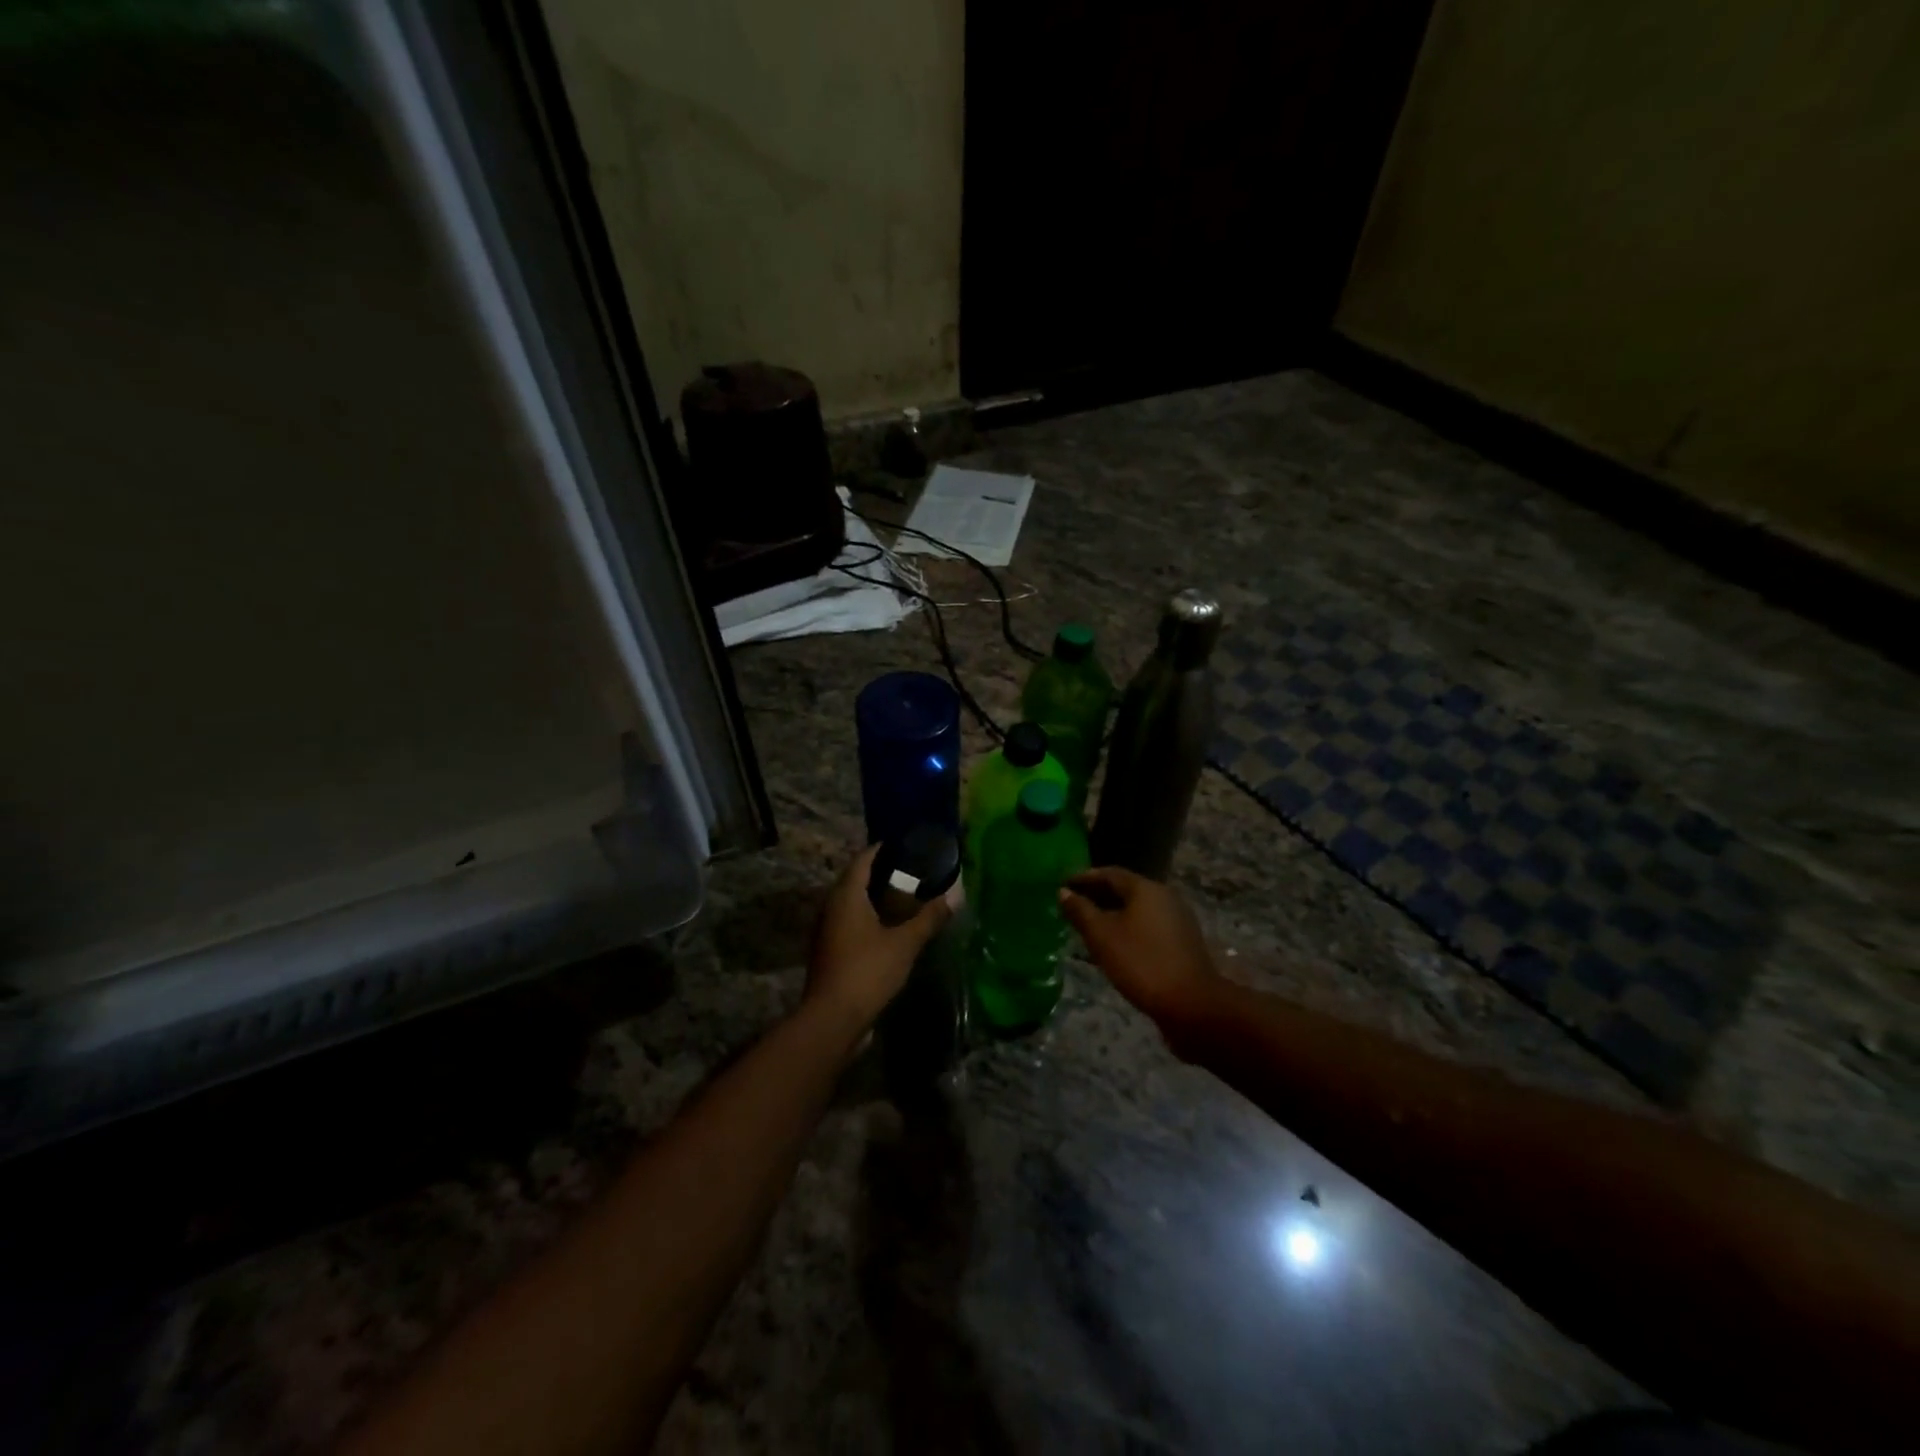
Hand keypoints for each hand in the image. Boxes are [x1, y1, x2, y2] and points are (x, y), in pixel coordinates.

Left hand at [806, 846, 951, 1031]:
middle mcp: (831, 907)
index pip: (862, 860)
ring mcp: (827, 930)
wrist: (832, 1018)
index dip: (881, 850)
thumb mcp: (904, 943)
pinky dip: (869, 917)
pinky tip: (889, 927)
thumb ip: (928, 919)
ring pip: (851, 903)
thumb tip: (953, 898)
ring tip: (904, 897)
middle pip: (855, 880)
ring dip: (874, 897)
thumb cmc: (867, 971)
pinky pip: (850, 922)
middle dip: (880, 873)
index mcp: (846, 896)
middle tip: (911, 871)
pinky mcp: (829, 951)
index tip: (903, 845)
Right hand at [1060, 867, 1221, 1032]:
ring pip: (1138, 908)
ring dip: (1113, 912)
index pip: (1109, 873)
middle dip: (1098, 895)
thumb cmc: (1141, 963)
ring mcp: (1178, 919)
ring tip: (1089, 925)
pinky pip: (1148, 924)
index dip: (1084, 878)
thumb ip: (1081, 911)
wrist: (1191, 1004)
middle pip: (1126, 888)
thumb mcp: (1102, 936)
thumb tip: (1064, 892)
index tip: (1063, 885)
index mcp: (1146, 889)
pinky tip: (1115, 943)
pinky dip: (1128, 926)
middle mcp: (1165, 896)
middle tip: (1072, 905)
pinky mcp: (1182, 940)